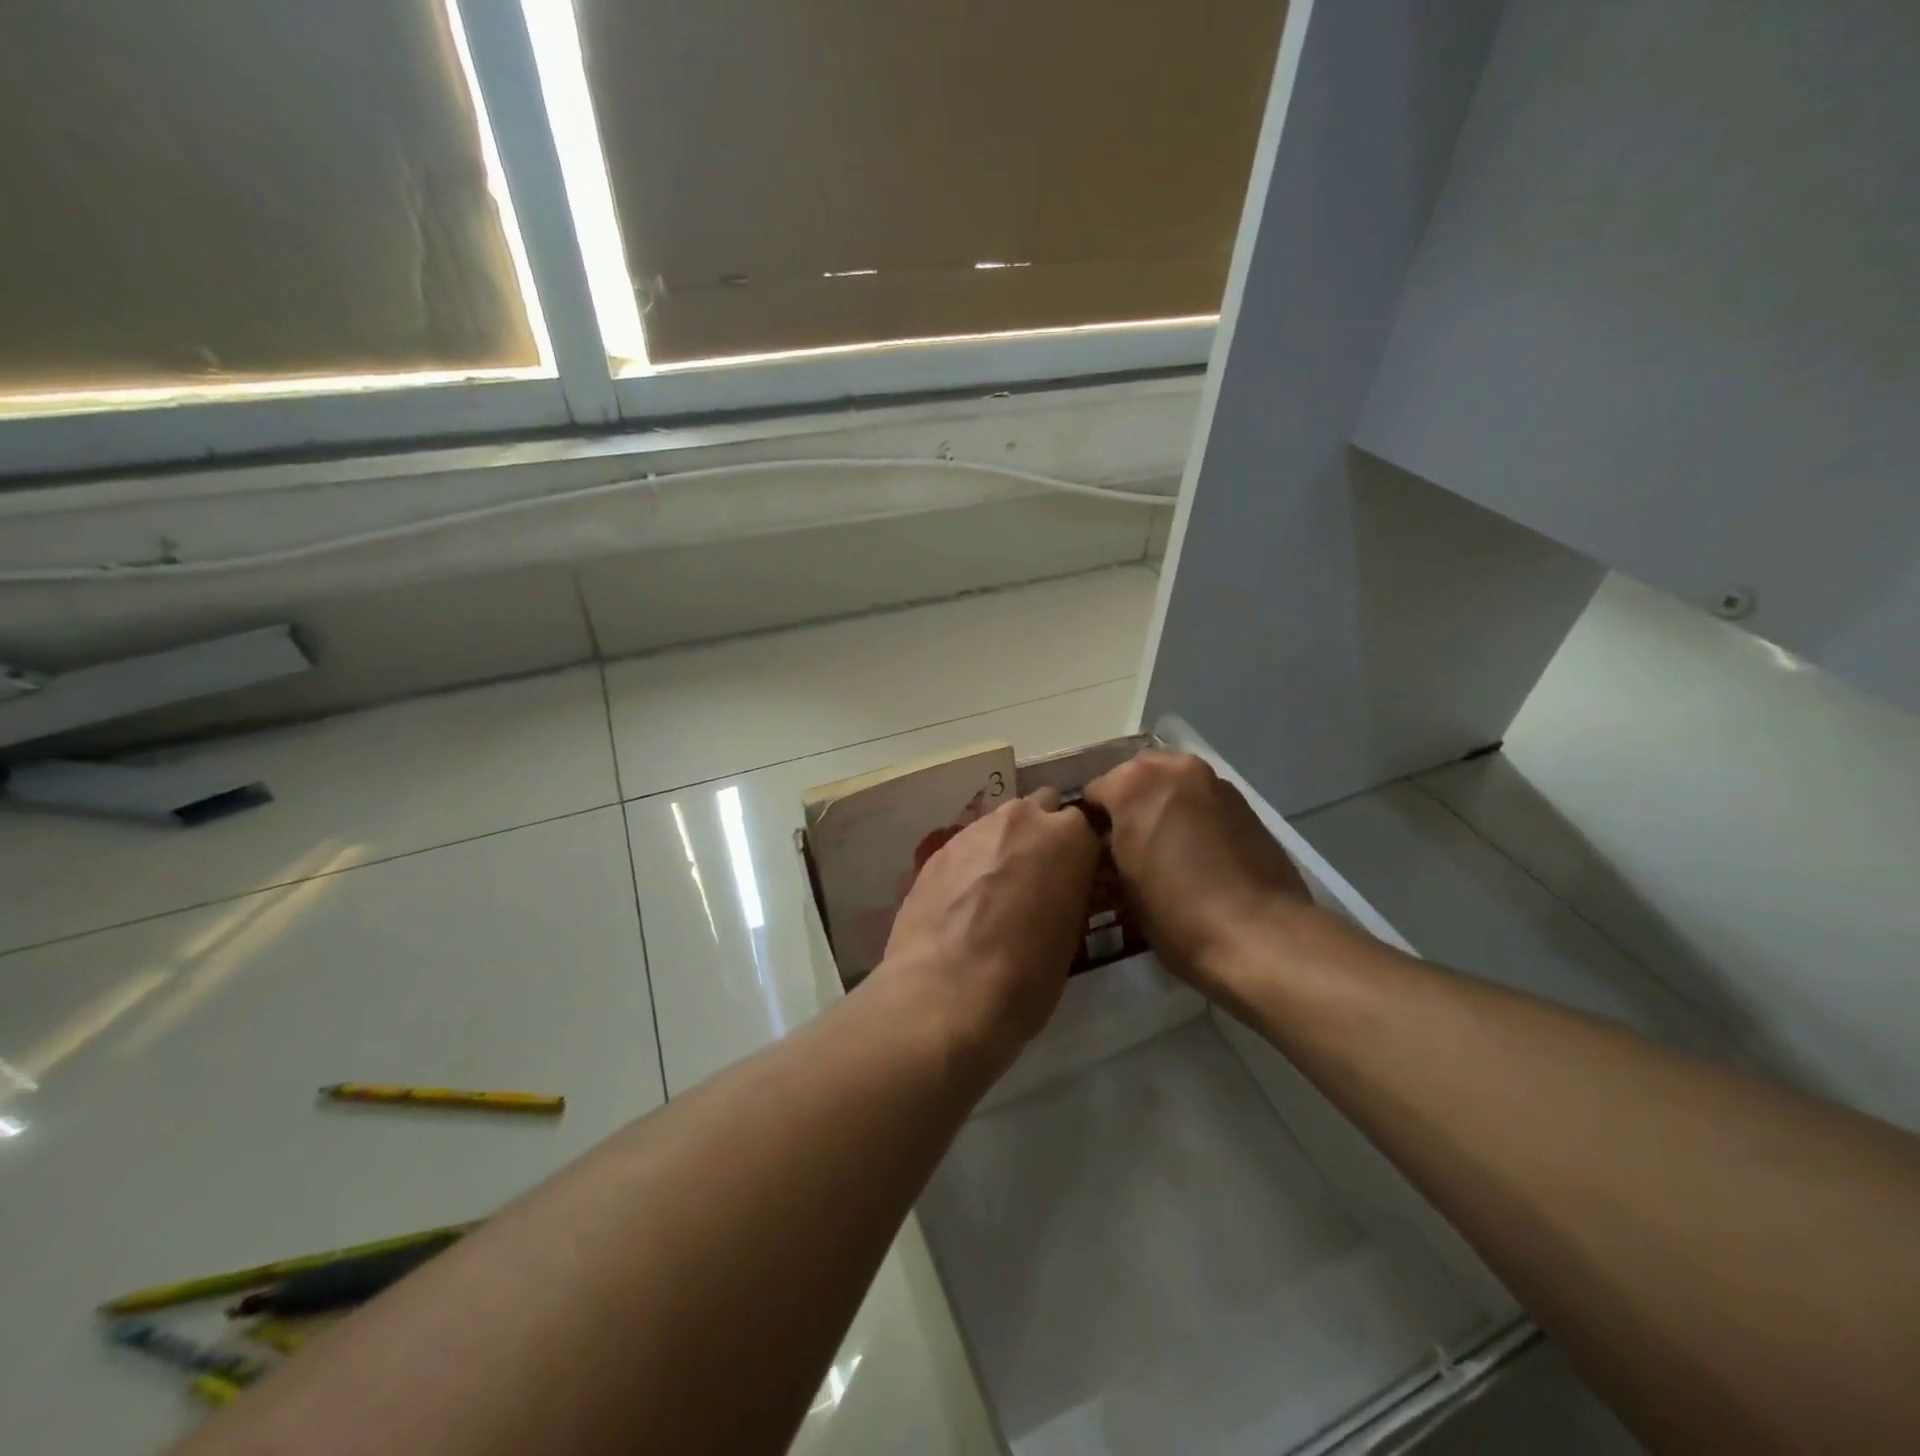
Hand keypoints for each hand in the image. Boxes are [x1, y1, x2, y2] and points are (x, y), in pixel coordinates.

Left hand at [873, 790, 1101, 1082]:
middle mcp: (1022, 818)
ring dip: (1005, 847)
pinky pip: (967, 847)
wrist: (943, 996)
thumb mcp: (1071, 936)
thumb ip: (1069, 892)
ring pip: (1000, 825)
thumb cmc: (1025, 977)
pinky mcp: (938, 850)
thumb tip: (1059, 888)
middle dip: (1042, 835)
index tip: (1077, 880)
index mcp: (1069, 836)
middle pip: (1042, 810)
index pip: (1087, 827)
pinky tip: (963, 904)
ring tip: (995, 895)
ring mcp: (975, 829)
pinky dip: (971, 865)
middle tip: (1038, 880)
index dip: (1082, 854)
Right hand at [1084, 751, 1313, 1002]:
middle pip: (1137, 776)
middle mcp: (1172, 769)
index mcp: (1132, 784)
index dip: (1092, 822)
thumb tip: (1113, 842)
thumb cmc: (1176, 914)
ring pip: (1174, 784)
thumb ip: (1111, 848)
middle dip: (1129, 803)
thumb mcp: (1123, 885)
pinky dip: (1194, 815)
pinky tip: (1198, 852)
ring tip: (1166, 847)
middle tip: (1129, 845)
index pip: (1095, 792)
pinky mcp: (1245, 803)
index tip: (1095, 850)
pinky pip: (1204, 800)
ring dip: (1163, 805)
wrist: (1259, 935)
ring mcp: (1213, 782)